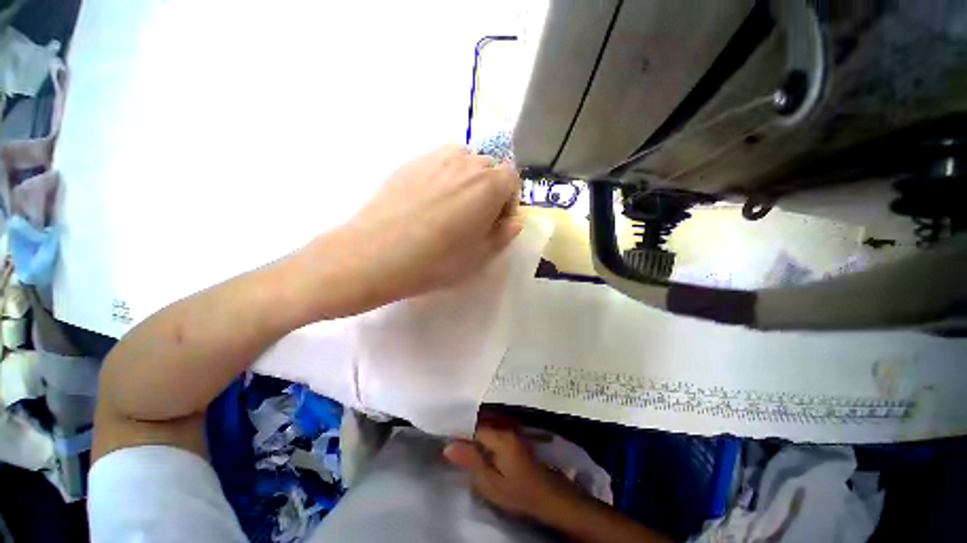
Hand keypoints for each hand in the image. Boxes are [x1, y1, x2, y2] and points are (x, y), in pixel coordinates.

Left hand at [328, 144, 522, 305]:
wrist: (376, 254)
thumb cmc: (436, 261)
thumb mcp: (481, 256)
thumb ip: (505, 234)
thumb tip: (514, 219)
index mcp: (488, 185)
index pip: (512, 179)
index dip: (508, 201)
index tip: (496, 222)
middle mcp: (465, 162)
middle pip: (490, 166)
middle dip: (491, 189)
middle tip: (474, 217)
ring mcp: (435, 157)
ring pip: (464, 160)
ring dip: (468, 179)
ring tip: (452, 206)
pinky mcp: (410, 161)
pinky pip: (438, 161)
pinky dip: (444, 176)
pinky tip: (428, 201)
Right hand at [443, 423, 588, 524]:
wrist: (546, 494)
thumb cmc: (518, 491)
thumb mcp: (491, 483)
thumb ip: (470, 462)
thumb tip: (448, 446)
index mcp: (500, 437)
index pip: (473, 426)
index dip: (458, 431)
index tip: (445, 436)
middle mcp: (506, 426)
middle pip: (479, 420)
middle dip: (465, 426)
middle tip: (450, 437)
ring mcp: (511, 427)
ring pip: (486, 421)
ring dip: (473, 427)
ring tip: (459, 437)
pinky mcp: (513, 432)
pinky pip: (493, 425)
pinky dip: (482, 430)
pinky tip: (475, 439)